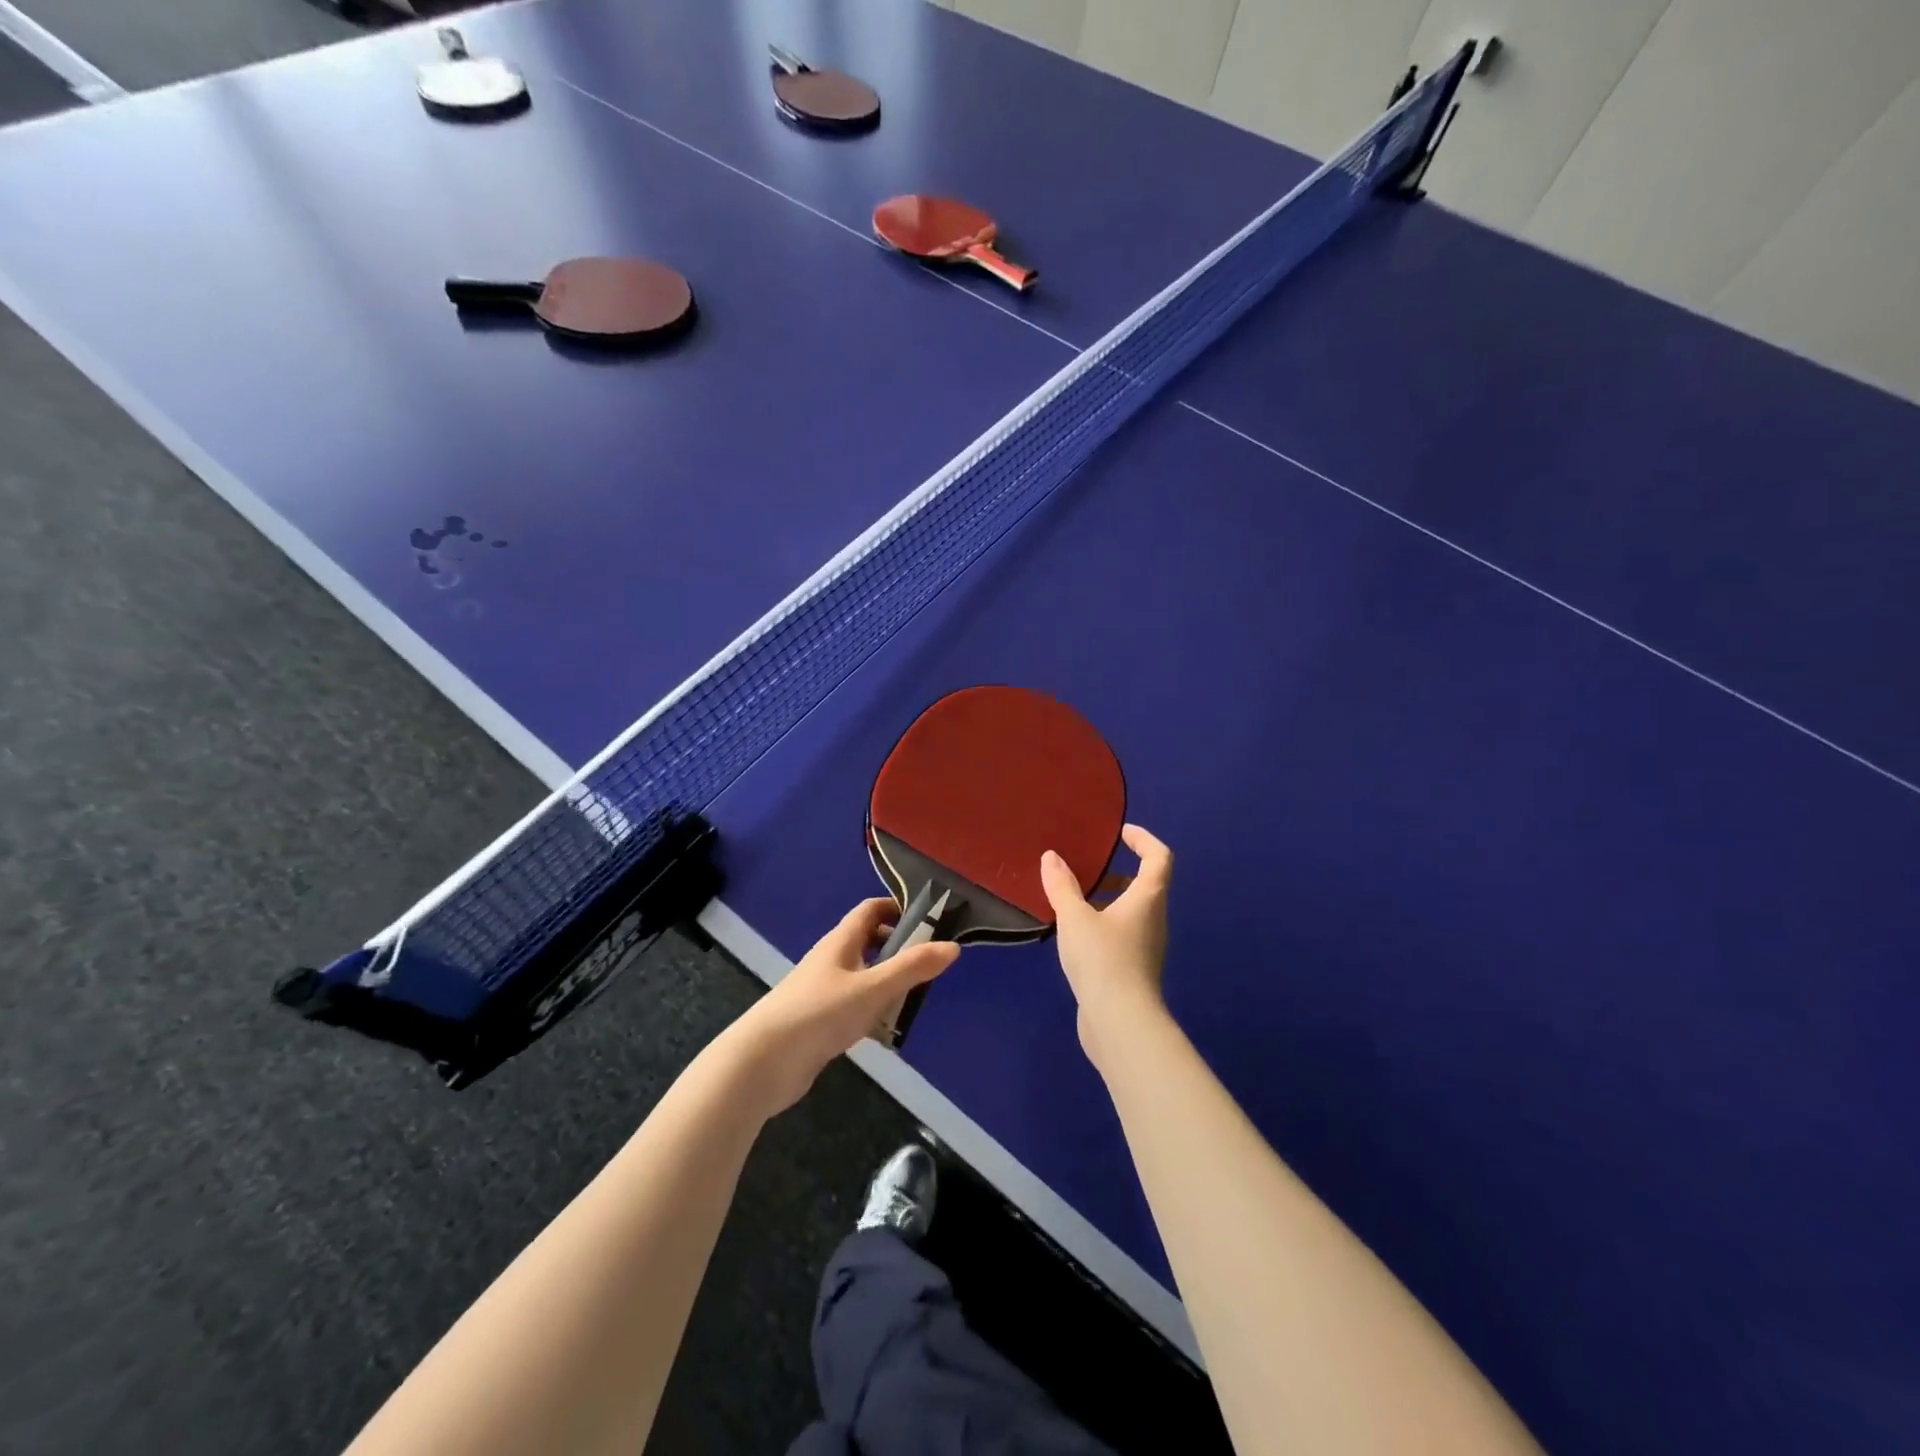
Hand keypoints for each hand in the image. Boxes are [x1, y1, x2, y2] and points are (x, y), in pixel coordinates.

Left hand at [731, 897, 958, 1116]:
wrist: (763, 1062)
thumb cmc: (819, 1013)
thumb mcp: (872, 988)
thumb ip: (912, 968)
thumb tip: (953, 947)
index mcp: (840, 942)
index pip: (870, 910)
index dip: (897, 908)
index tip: (928, 918)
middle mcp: (831, 960)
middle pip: (868, 942)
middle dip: (898, 947)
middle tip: (929, 962)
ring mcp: (822, 991)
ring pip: (862, 976)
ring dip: (887, 983)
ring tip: (916, 998)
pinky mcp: (819, 1021)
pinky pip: (854, 1006)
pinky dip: (873, 1012)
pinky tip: (888, 1032)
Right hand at [1040, 824, 1172, 1069]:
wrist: (1120, 1022)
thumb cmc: (1103, 959)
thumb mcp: (1075, 918)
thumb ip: (1062, 886)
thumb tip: (1052, 857)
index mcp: (1148, 898)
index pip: (1159, 858)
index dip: (1143, 840)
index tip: (1121, 833)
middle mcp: (1154, 919)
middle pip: (1146, 885)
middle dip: (1119, 873)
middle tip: (1089, 869)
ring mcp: (1147, 947)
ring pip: (1132, 912)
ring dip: (1108, 901)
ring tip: (1074, 901)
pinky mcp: (1134, 969)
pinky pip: (1122, 934)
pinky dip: (1103, 924)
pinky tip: (1075, 935)